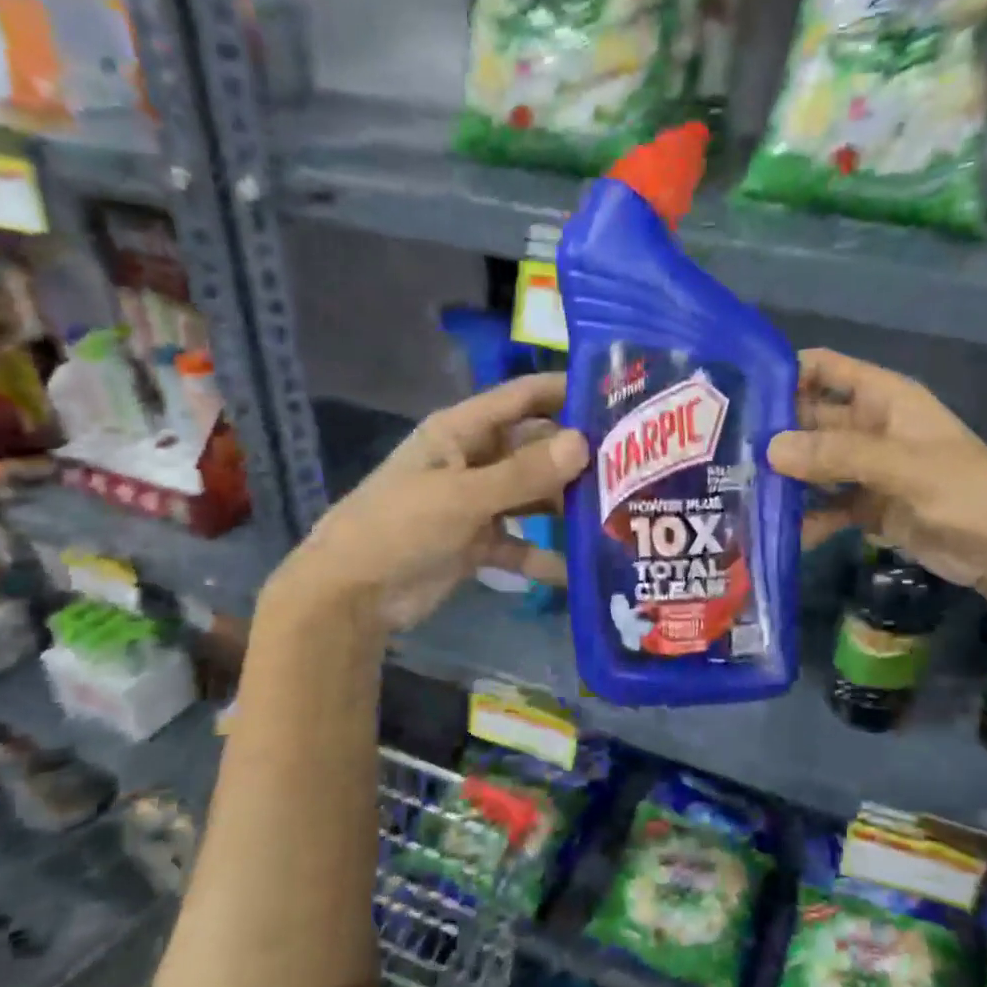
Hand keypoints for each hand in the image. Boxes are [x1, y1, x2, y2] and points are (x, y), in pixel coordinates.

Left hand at [263, 374, 588, 633]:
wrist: (350, 596)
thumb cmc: (399, 528)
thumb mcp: (463, 496)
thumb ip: (523, 473)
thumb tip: (583, 442)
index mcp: (463, 431)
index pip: (523, 397)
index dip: (566, 391)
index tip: (619, 395)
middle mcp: (475, 459)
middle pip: (536, 448)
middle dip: (578, 457)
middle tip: (635, 466)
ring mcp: (478, 502)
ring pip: (534, 495)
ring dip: (568, 506)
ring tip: (620, 514)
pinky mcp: (479, 542)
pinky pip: (522, 543)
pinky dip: (546, 555)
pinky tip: (582, 571)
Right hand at [767, 349, 986, 611]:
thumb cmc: (968, 493)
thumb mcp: (905, 467)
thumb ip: (839, 454)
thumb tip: (771, 447)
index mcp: (884, 399)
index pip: (825, 370)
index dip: (785, 375)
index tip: (741, 396)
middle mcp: (869, 428)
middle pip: (810, 421)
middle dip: (774, 436)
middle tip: (726, 456)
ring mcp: (867, 470)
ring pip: (813, 466)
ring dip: (785, 480)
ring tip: (741, 495)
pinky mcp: (867, 508)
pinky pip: (826, 506)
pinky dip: (806, 517)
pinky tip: (780, 531)